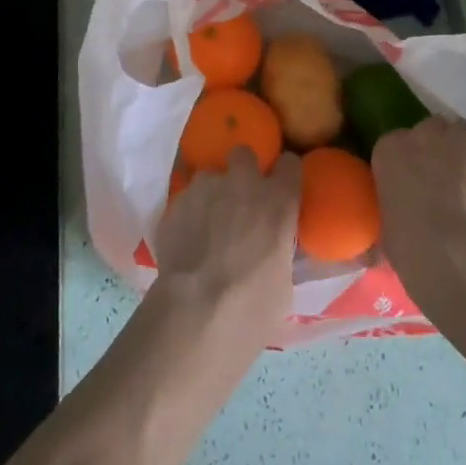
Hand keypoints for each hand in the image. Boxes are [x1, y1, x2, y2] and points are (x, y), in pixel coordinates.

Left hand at [152, 148, 301, 351]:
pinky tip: (185, 240)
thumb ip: (279, 249)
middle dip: (242, 169)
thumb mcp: (283, 281)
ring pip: (209, 176)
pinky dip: (188, 214)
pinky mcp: (176, 203)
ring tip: (206, 223)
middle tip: (239, 198)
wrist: (196, 310)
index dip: (284, 174)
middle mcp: (243, 183)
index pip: (290, 164)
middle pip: (244, 154)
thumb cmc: (253, 305)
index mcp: (278, 201)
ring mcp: (205, 188)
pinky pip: (186, 199)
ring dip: (211, 193)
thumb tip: (272, 248)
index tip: (281, 186)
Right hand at [372, 117, 465, 327]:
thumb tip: (399, 217)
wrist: (463, 258)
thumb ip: (394, 208)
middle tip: (446, 183)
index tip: (416, 184)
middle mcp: (420, 133)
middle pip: (430, 132)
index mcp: (388, 151)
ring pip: (462, 136)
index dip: (409, 164)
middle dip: (437, 152)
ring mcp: (458, 137)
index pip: (396, 145)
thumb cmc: (415, 251)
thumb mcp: (389, 229)